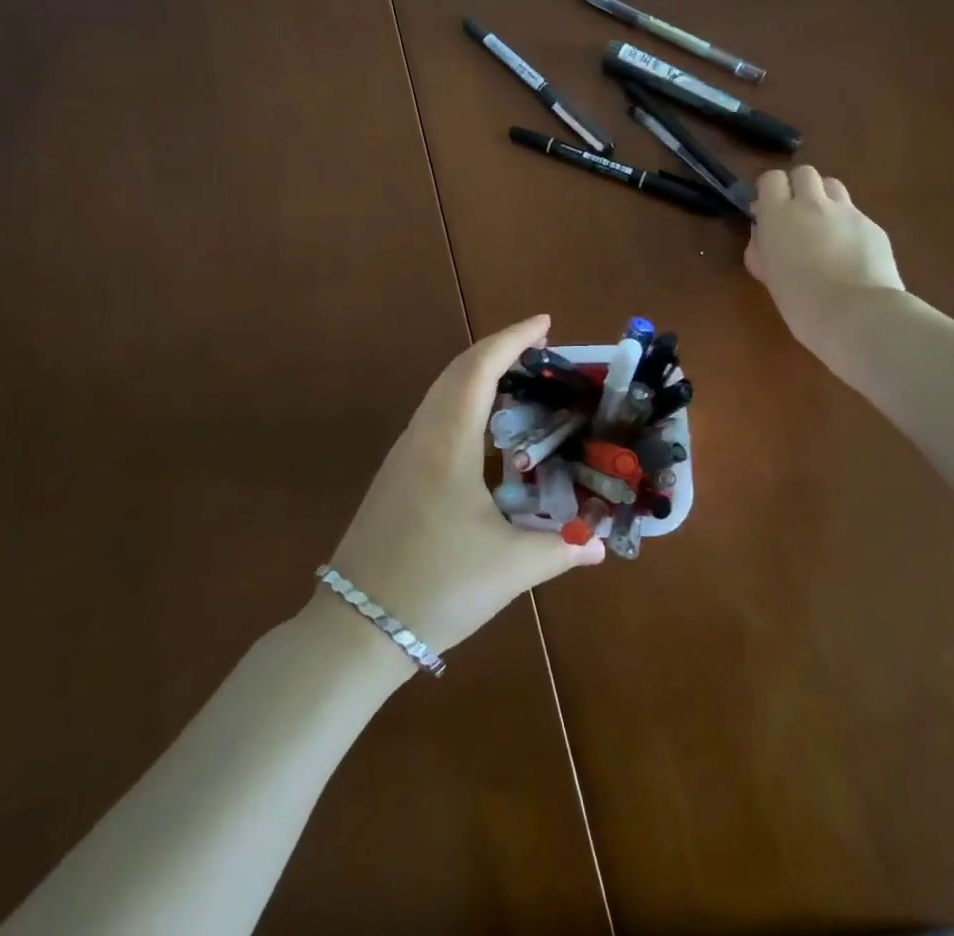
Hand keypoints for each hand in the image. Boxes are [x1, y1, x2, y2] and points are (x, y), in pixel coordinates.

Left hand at [319, 315, 603, 667]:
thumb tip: (599, 544)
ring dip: (478, 373)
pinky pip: (433, 415)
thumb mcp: (508, 568)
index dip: (512, 339)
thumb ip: (560, 549)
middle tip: (539, 346)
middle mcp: (421, 436)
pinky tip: (484, 427)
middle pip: (457, 370)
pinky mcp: (394, 476)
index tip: (545, 322)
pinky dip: (463, 400)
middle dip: (497, 348)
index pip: (480, 369)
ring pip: (441, 391)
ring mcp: (402, 455)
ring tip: (517, 377)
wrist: (355, 630)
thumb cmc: (436, 588)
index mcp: (447, 443)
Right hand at [746, 167, 904, 358]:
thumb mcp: (770, 276)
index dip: (770, 192)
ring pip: (833, 185)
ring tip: (825, 227)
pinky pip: (855, 214)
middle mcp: (812, 204)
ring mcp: (847, 212)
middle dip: (798, 188)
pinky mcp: (873, 226)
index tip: (769, 212)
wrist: (859, 316)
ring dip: (824, 198)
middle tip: (797, 216)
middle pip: (804, 172)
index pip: (771, 179)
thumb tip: (764, 234)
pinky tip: (851, 253)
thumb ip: (764, 249)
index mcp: (778, 215)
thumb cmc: (801, 304)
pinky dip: (849, 225)